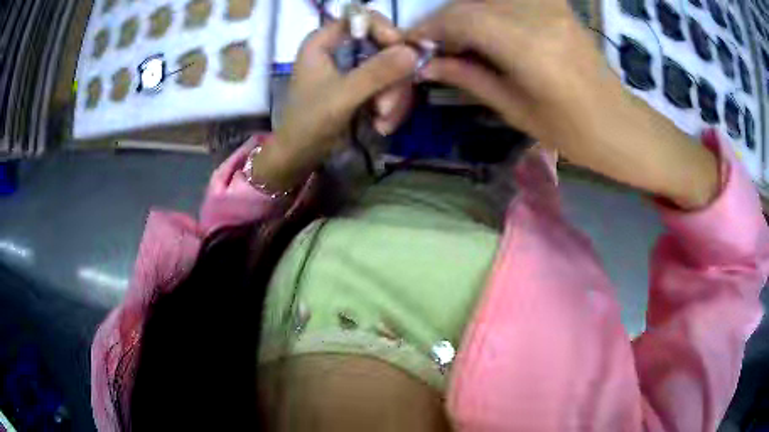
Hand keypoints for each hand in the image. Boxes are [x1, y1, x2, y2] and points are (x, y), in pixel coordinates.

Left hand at [255, 16, 416, 190]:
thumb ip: (376, 73)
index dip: (387, 32)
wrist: (299, 157)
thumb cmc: (309, 123)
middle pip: (384, 46)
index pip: (364, 18)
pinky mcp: (363, 86)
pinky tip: (382, 124)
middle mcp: (340, 48)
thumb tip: (413, 51)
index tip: (404, 54)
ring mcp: (353, 68)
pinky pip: (389, 86)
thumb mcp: (342, 97)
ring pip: (392, 69)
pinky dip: (391, 106)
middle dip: (392, 80)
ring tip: (383, 122)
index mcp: (324, 41)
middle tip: (387, 108)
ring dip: (393, 98)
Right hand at [411, 0, 718, 208]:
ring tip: (457, 44)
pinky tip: (484, 32)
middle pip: (469, 4)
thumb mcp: (515, 109)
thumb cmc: (572, 131)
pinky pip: (507, 1)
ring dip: (463, 16)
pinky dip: (486, 11)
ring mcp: (550, 6)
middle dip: (442, 23)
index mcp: (528, 46)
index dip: (428, 28)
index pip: (461, 18)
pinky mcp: (556, 5)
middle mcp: (537, 14)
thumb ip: (468, 77)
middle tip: (432, 48)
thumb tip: (427, 64)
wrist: (619, 124)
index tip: (410, 45)